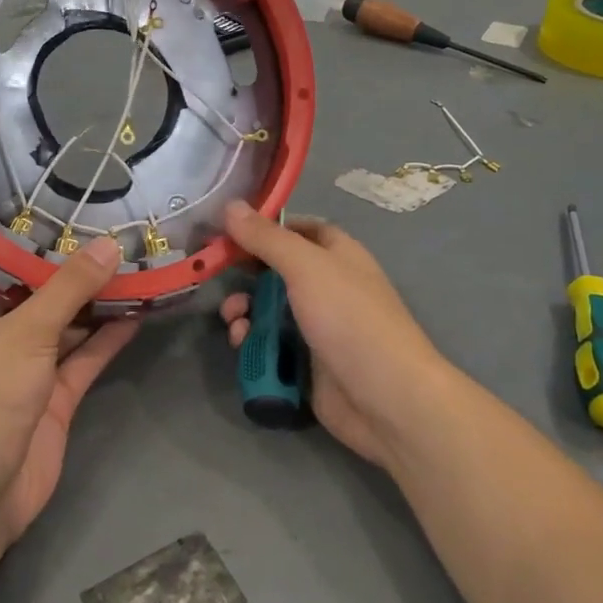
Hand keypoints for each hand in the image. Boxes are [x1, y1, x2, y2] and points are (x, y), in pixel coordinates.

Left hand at [0, 237, 138, 543]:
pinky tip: (135, 312)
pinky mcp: (52, 402)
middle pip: (15, 301)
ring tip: (122, 266)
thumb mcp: (25, 331)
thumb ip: (69, 289)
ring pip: (56, 331)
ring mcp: (21, 375)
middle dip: (45, 275)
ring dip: (85, 305)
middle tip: (84, 236)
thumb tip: (110, 244)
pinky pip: (81, 361)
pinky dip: (105, 340)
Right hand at [219, 200, 451, 475]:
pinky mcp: (306, 363)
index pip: (298, 229)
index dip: (266, 227)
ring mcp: (317, 328)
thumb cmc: (350, 319)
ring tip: (234, 322)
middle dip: (246, 276)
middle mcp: (328, 287)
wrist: (385, 397)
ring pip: (269, 311)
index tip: (228, 231)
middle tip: (217, 278)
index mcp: (338, 255)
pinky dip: (253, 344)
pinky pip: (271, 345)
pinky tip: (242, 346)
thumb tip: (230, 205)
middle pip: (276, 272)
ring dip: (245, 313)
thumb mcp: (306, 267)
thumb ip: (266, 238)